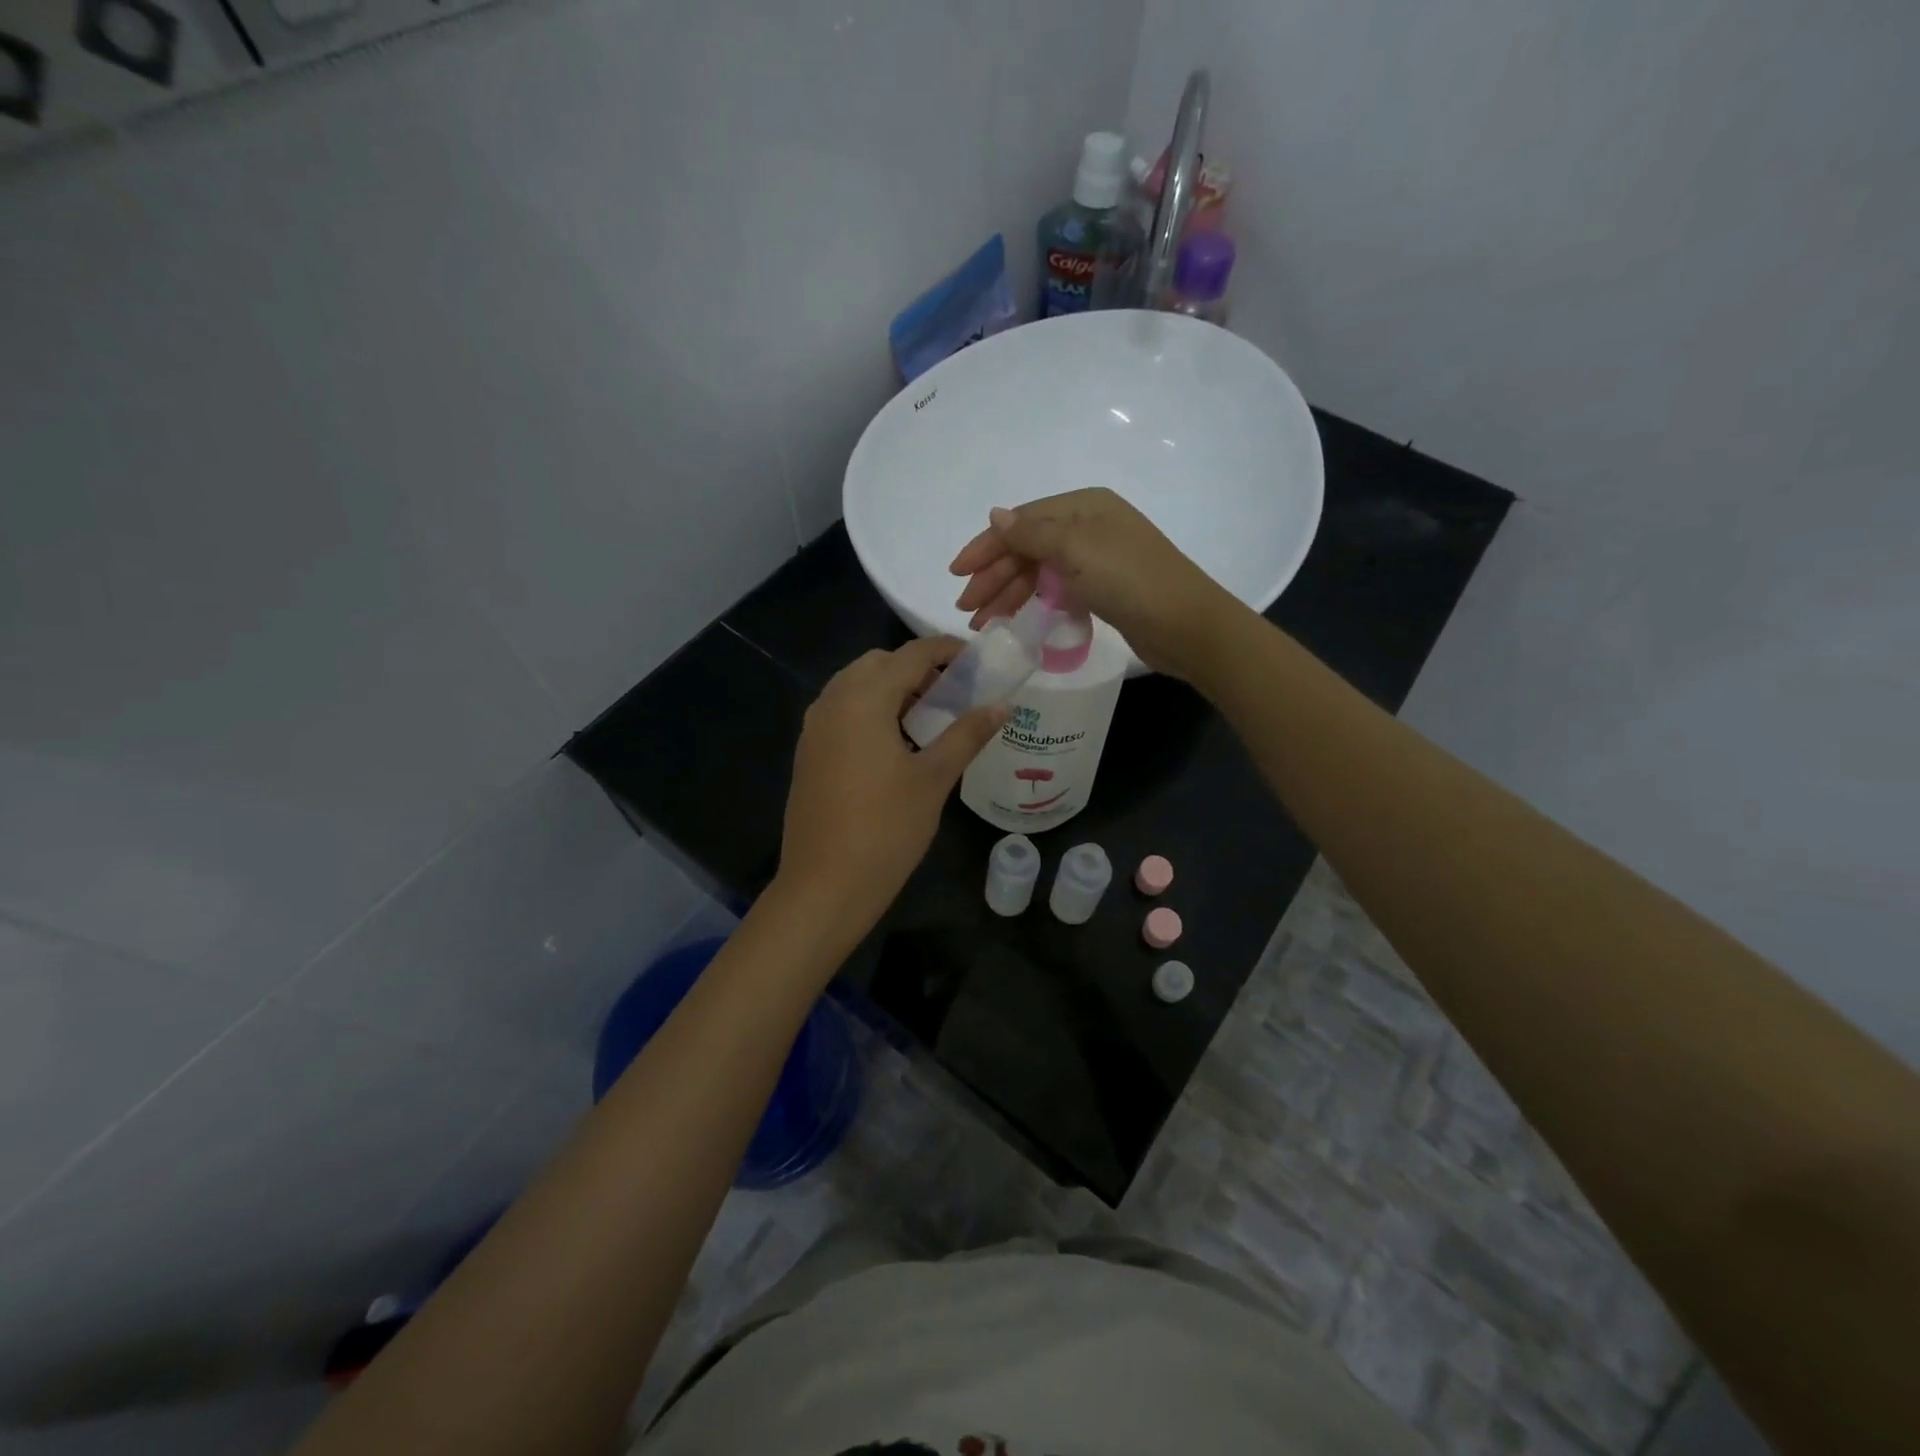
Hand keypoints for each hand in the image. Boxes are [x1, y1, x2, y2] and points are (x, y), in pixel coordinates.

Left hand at [775, 638, 1005, 932]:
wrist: (824, 886)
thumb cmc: (886, 829)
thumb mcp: (934, 779)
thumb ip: (968, 734)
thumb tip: (1002, 705)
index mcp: (862, 699)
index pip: (910, 654)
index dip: (946, 650)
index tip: (977, 661)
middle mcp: (831, 702)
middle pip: (878, 664)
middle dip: (917, 669)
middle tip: (953, 693)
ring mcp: (814, 728)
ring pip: (855, 687)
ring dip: (892, 689)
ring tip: (928, 718)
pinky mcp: (808, 753)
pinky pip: (842, 711)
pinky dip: (870, 710)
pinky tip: (895, 744)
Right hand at [948, 487, 1237, 677]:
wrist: (1185, 624)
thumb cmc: (1129, 579)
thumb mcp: (1075, 549)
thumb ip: (1031, 534)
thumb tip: (996, 514)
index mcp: (1082, 506)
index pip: (1020, 522)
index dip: (985, 547)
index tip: (956, 575)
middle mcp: (1088, 527)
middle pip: (1027, 548)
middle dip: (993, 577)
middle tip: (966, 610)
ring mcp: (1096, 559)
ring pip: (1039, 572)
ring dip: (1008, 595)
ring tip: (982, 623)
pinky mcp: (1103, 590)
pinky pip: (1055, 591)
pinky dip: (1033, 603)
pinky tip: (1015, 620)